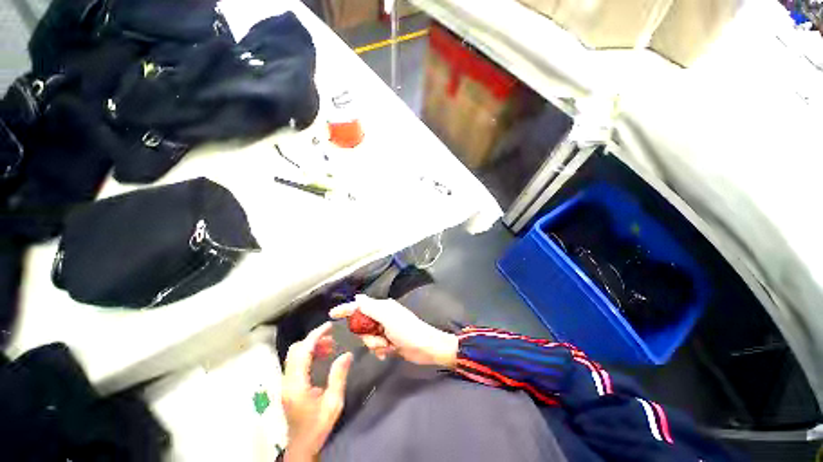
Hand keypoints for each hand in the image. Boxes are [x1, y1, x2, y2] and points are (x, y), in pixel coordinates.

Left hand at [281, 322, 352, 461]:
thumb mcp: (333, 403)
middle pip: (295, 350)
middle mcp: (287, 381)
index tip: (329, 326)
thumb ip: (339, 376)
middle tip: (332, 338)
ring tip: (330, 347)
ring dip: (311, 346)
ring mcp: (285, 383)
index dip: (315, 335)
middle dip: (313, 339)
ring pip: (294, 355)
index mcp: (296, 385)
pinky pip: (296, 362)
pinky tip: (322, 357)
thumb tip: (347, 353)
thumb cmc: (318, 426)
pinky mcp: (288, 385)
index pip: (302, 352)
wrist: (302, 445)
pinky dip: (309, 354)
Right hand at [330, 294, 457, 367]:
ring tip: (388, 345)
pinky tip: (389, 352)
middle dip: (367, 335)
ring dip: (376, 344)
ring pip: (368, 338)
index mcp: (382, 308)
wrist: (425, 348)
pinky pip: (376, 346)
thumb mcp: (387, 317)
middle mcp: (383, 316)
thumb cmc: (407, 330)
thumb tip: (357, 297)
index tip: (332, 314)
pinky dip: (380, 350)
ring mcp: (386, 329)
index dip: (346, 309)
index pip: (360, 307)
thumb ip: (371, 308)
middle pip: (362, 325)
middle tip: (379, 337)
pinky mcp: (389, 341)